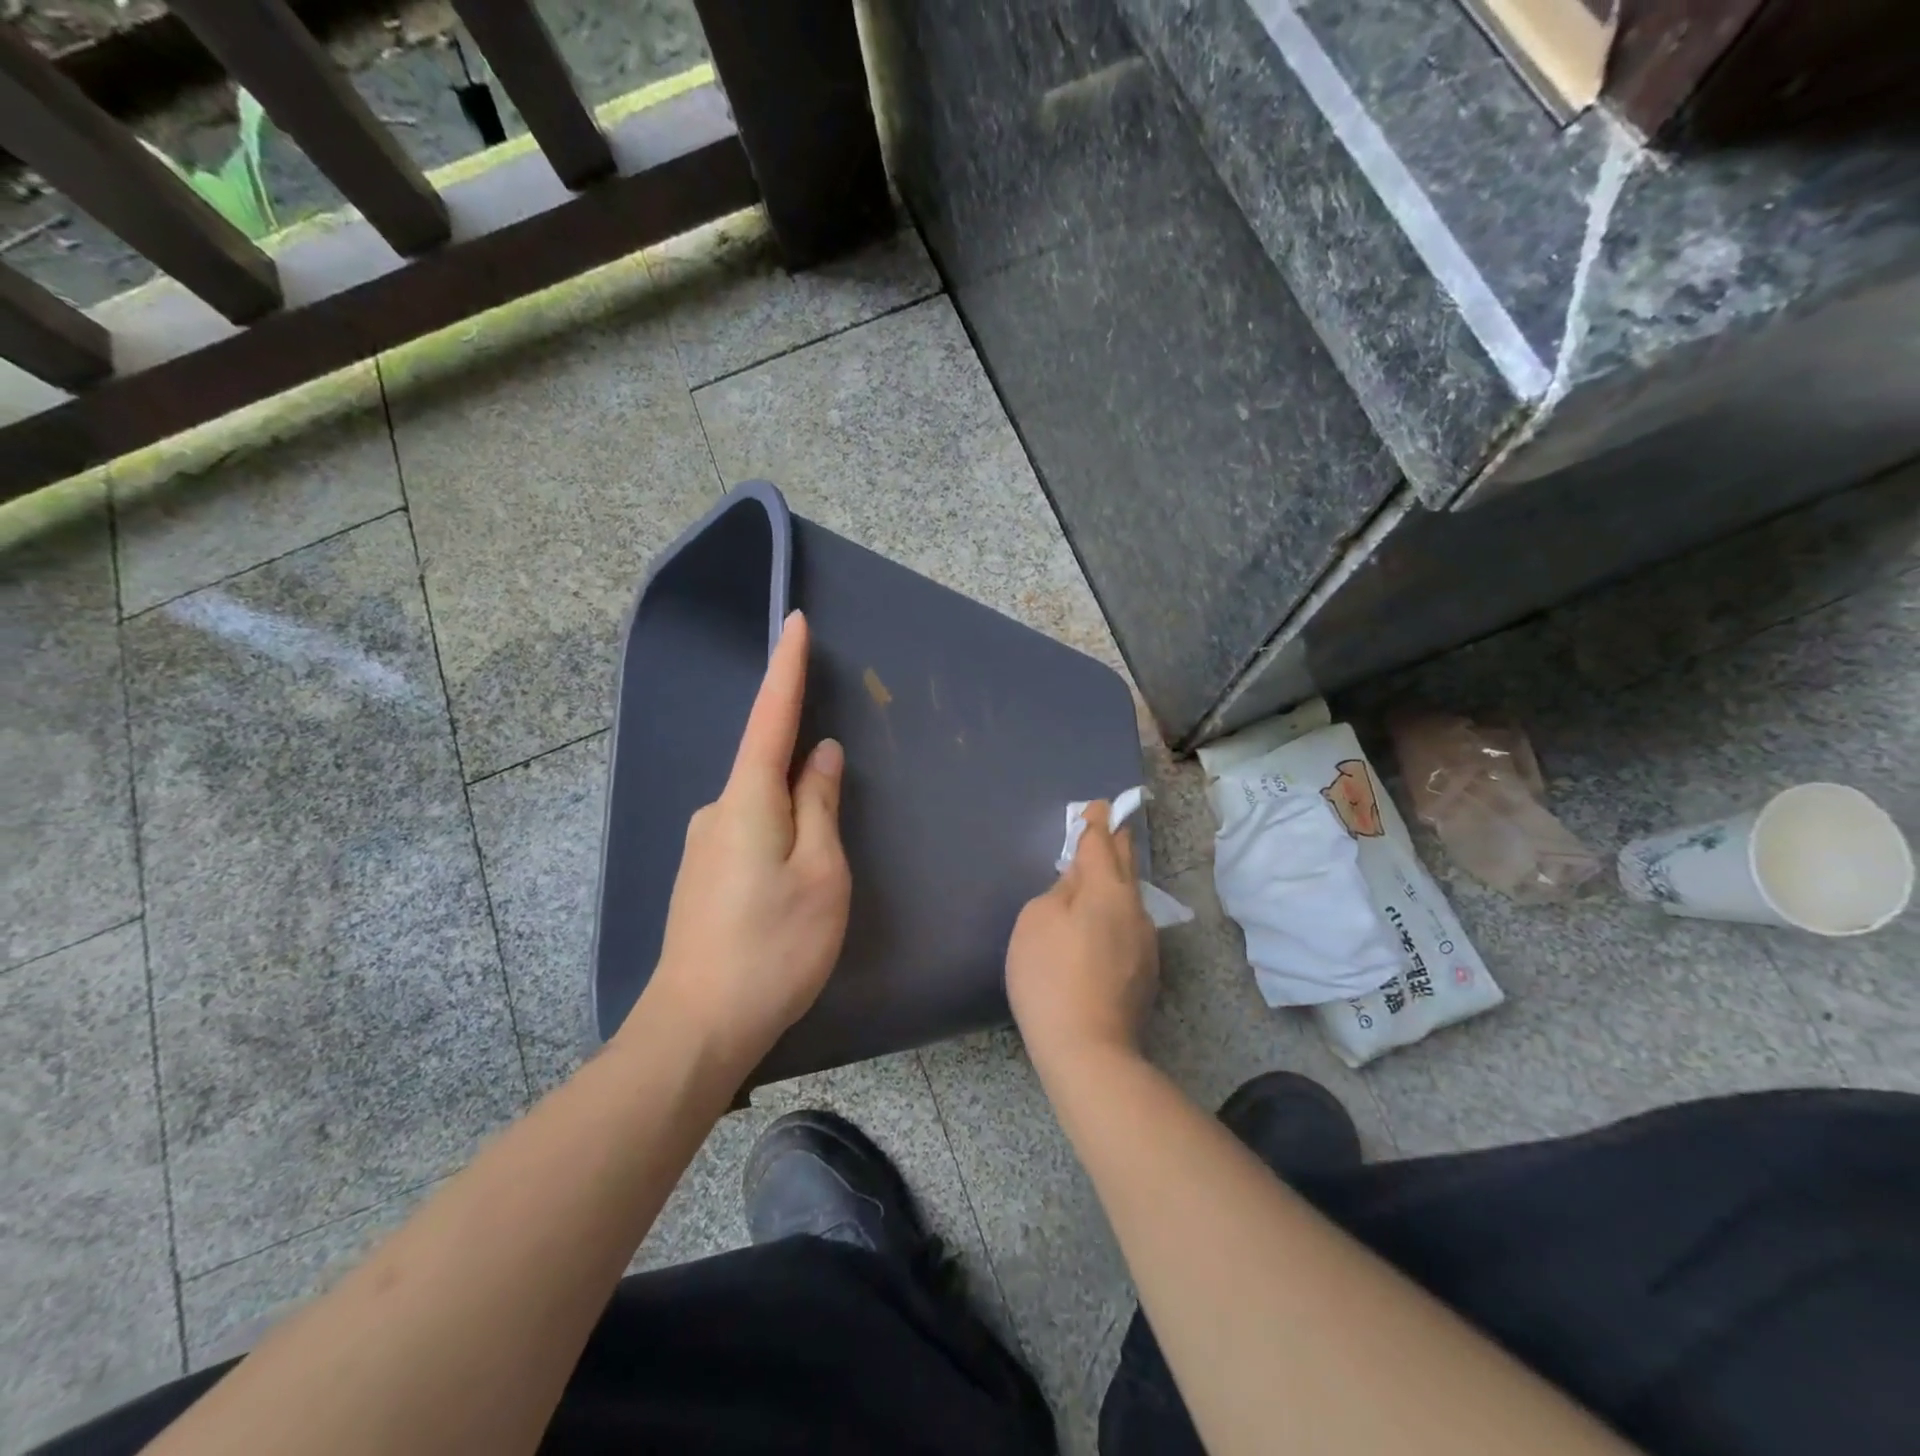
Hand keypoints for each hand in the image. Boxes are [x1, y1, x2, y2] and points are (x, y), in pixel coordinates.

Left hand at [636, 610, 850, 1076]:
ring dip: (794, 816)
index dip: (787, 668)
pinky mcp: (701, 876)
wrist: (697, 1026)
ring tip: (816, 876)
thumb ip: (820, 805)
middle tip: (834, 817)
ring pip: (761, 808)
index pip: (771, 717)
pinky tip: (789, 888)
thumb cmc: (773, 946)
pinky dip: (777, 838)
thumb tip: (819, 755)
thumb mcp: (820, 873)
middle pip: (768, 766)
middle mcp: (717, 810)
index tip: (795, 622)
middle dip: (802, 767)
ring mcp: (703, 845)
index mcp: (748, 799)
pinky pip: (749, 834)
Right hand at [1005, 802, 1158, 1069]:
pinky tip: (1100, 926)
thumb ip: (1059, 891)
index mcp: (1107, 889)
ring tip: (1098, 876)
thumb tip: (1078, 885)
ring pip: (1130, 896)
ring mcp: (1145, 941)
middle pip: (1126, 863)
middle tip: (1107, 827)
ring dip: (1116, 879)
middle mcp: (1134, 908)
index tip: (1098, 806)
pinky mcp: (1146, 970)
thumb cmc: (1050, 977)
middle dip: (1115, 842)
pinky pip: (1129, 924)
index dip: (1096, 821)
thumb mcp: (1036, 921)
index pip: (1102, 842)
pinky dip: (1115, 912)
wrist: (1089, 1049)